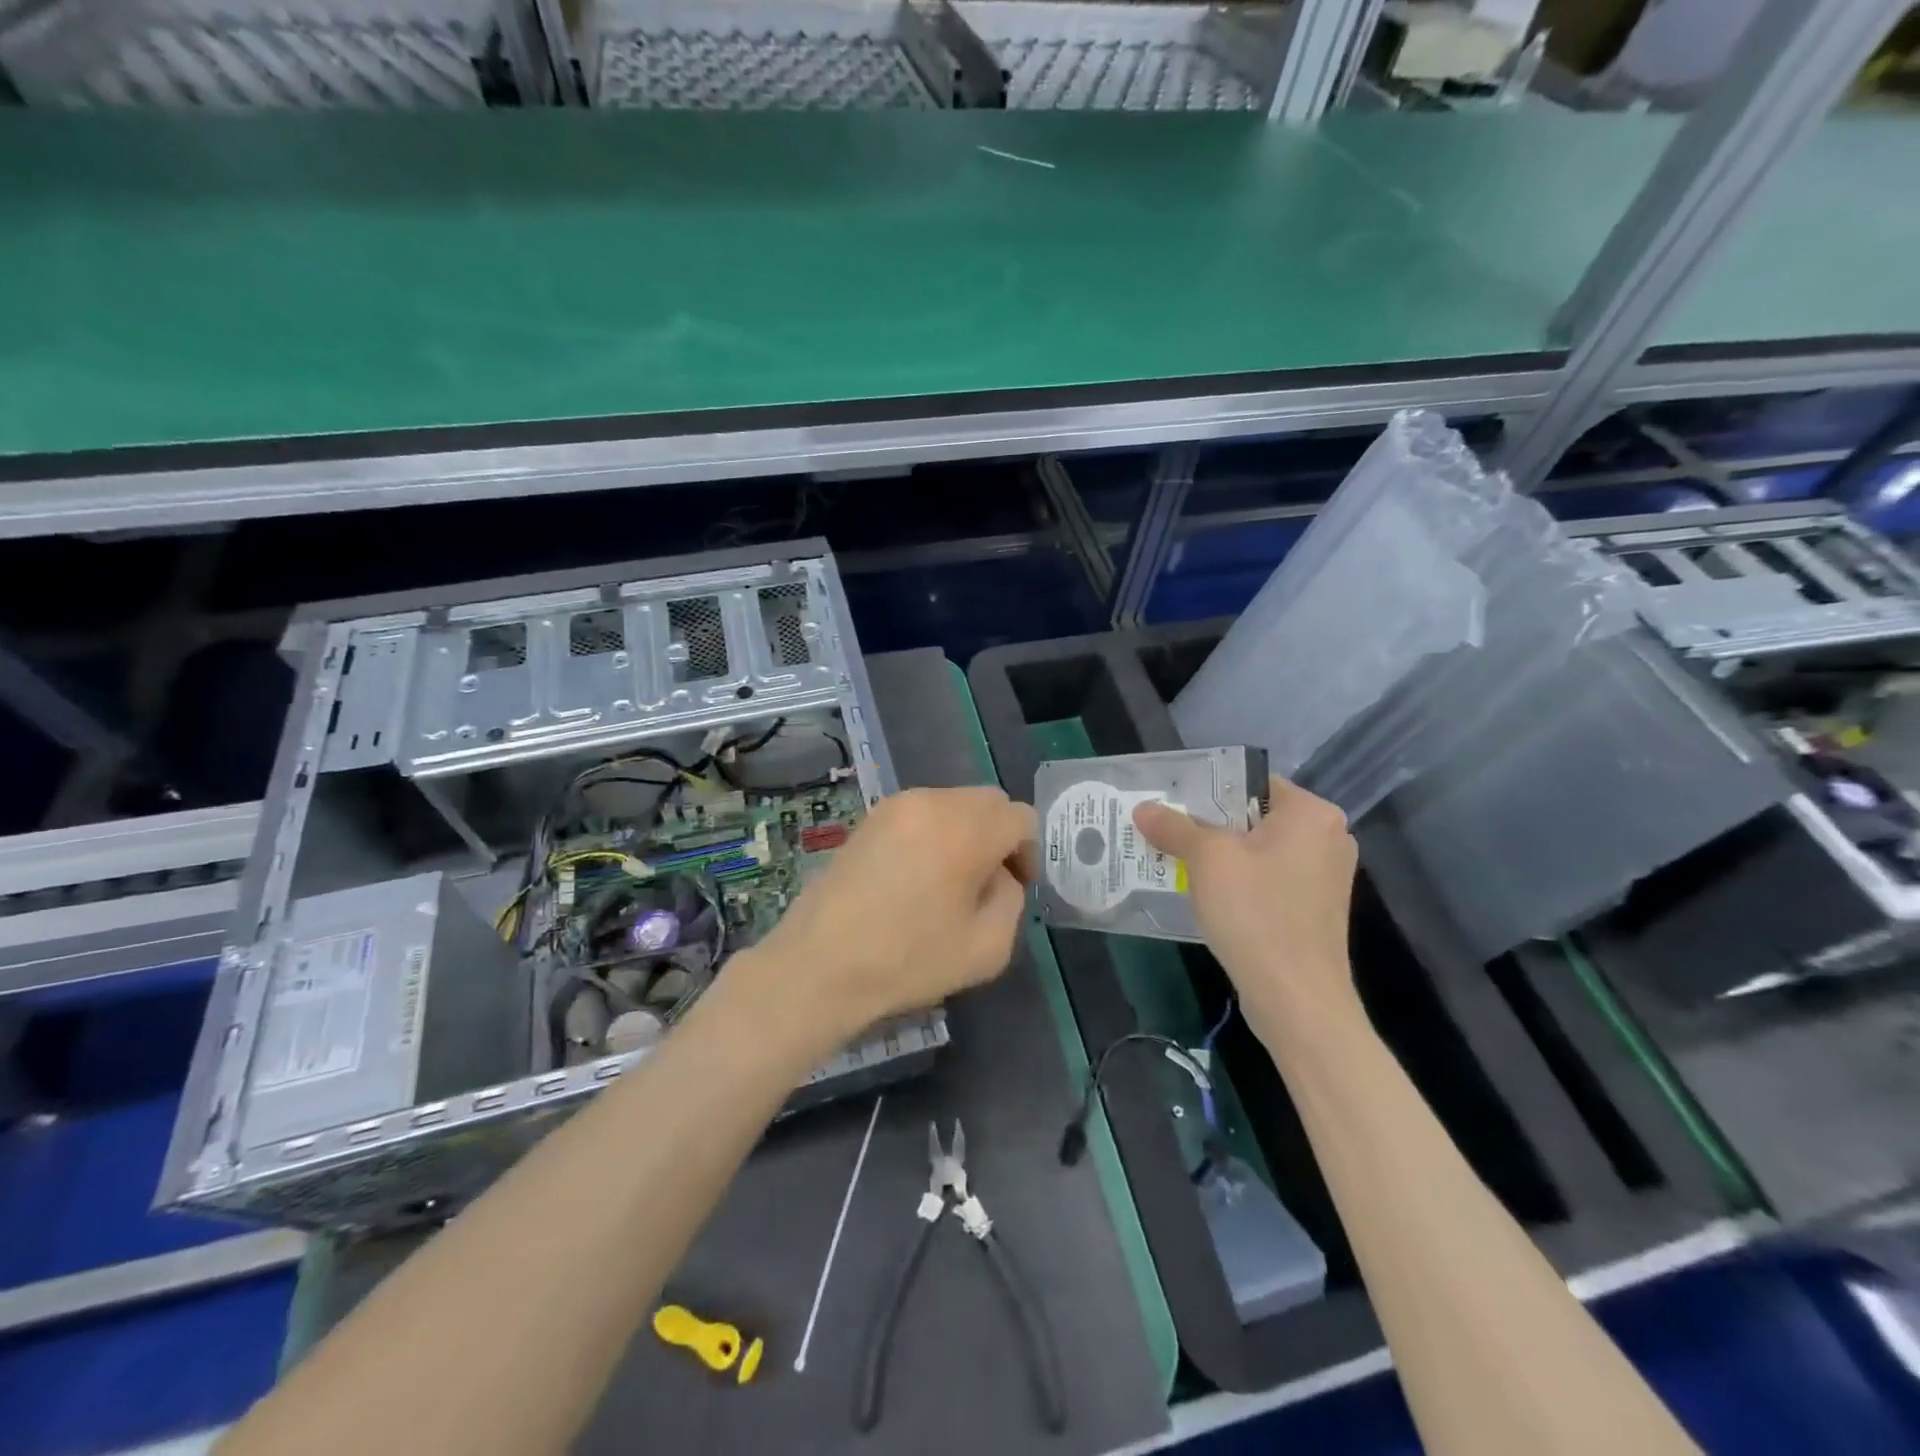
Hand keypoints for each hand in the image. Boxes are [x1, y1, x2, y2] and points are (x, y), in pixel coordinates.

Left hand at [747, 787, 1037, 1040]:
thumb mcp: (988, 947)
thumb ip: (1012, 899)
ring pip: (953, 803)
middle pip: (988, 801)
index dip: (1027, 851)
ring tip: (949, 878)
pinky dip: (934, 832)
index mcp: (966, 829)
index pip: (1020, 817)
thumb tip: (999, 875)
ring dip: (965, 831)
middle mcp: (933, 802)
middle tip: (988, 881)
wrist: (822, 964)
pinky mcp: (870, 818)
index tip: (1016, 886)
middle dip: (998, 835)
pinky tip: (917, 874)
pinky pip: (921, 812)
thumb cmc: (909, 960)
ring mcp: (896, 805)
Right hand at [1133, 777, 1360, 1038]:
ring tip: (1177, 861)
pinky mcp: (1317, 909)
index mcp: (1312, 812)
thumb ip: (1174, 827)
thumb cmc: (1256, 913)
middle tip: (1167, 831)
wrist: (1295, 998)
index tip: (1172, 803)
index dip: (1209, 789)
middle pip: (1255, 816)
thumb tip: (1144, 808)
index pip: (1252, 781)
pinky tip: (1207, 895)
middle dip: (1210, 825)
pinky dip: (1240, 882)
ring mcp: (1326, 876)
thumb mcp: (1207, 859)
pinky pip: (1270, 879)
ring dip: (1222, 856)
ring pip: (1261, 850)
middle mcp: (1329, 837)